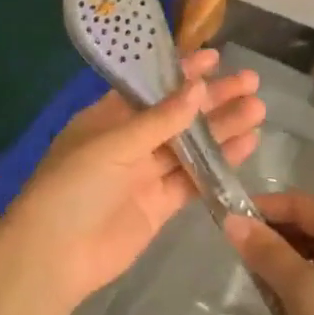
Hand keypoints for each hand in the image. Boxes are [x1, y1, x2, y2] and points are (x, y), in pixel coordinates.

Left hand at [0, 50, 264, 309]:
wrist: (55, 256)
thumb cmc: (72, 188)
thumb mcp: (112, 146)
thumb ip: (159, 121)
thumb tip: (197, 88)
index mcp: (107, 118)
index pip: (150, 87)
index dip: (181, 72)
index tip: (215, 57)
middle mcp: (129, 142)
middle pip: (177, 114)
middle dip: (212, 98)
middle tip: (251, 82)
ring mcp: (145, 174)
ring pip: (191, 145)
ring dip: (222, 127)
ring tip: (258, 109)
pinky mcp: (160, 205)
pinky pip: (194, 178)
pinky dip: (220, 163)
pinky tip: (247, 145)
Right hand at [224, 192, 313, 314]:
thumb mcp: (300, 289)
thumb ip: (265, 251)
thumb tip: (232, 220)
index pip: (298, 203)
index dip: (261, 210)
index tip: (227, 227)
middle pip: (308, 227)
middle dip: (273, 243)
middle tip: (244, 269)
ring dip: (286, 271)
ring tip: (266, 297)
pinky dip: (304, 291)